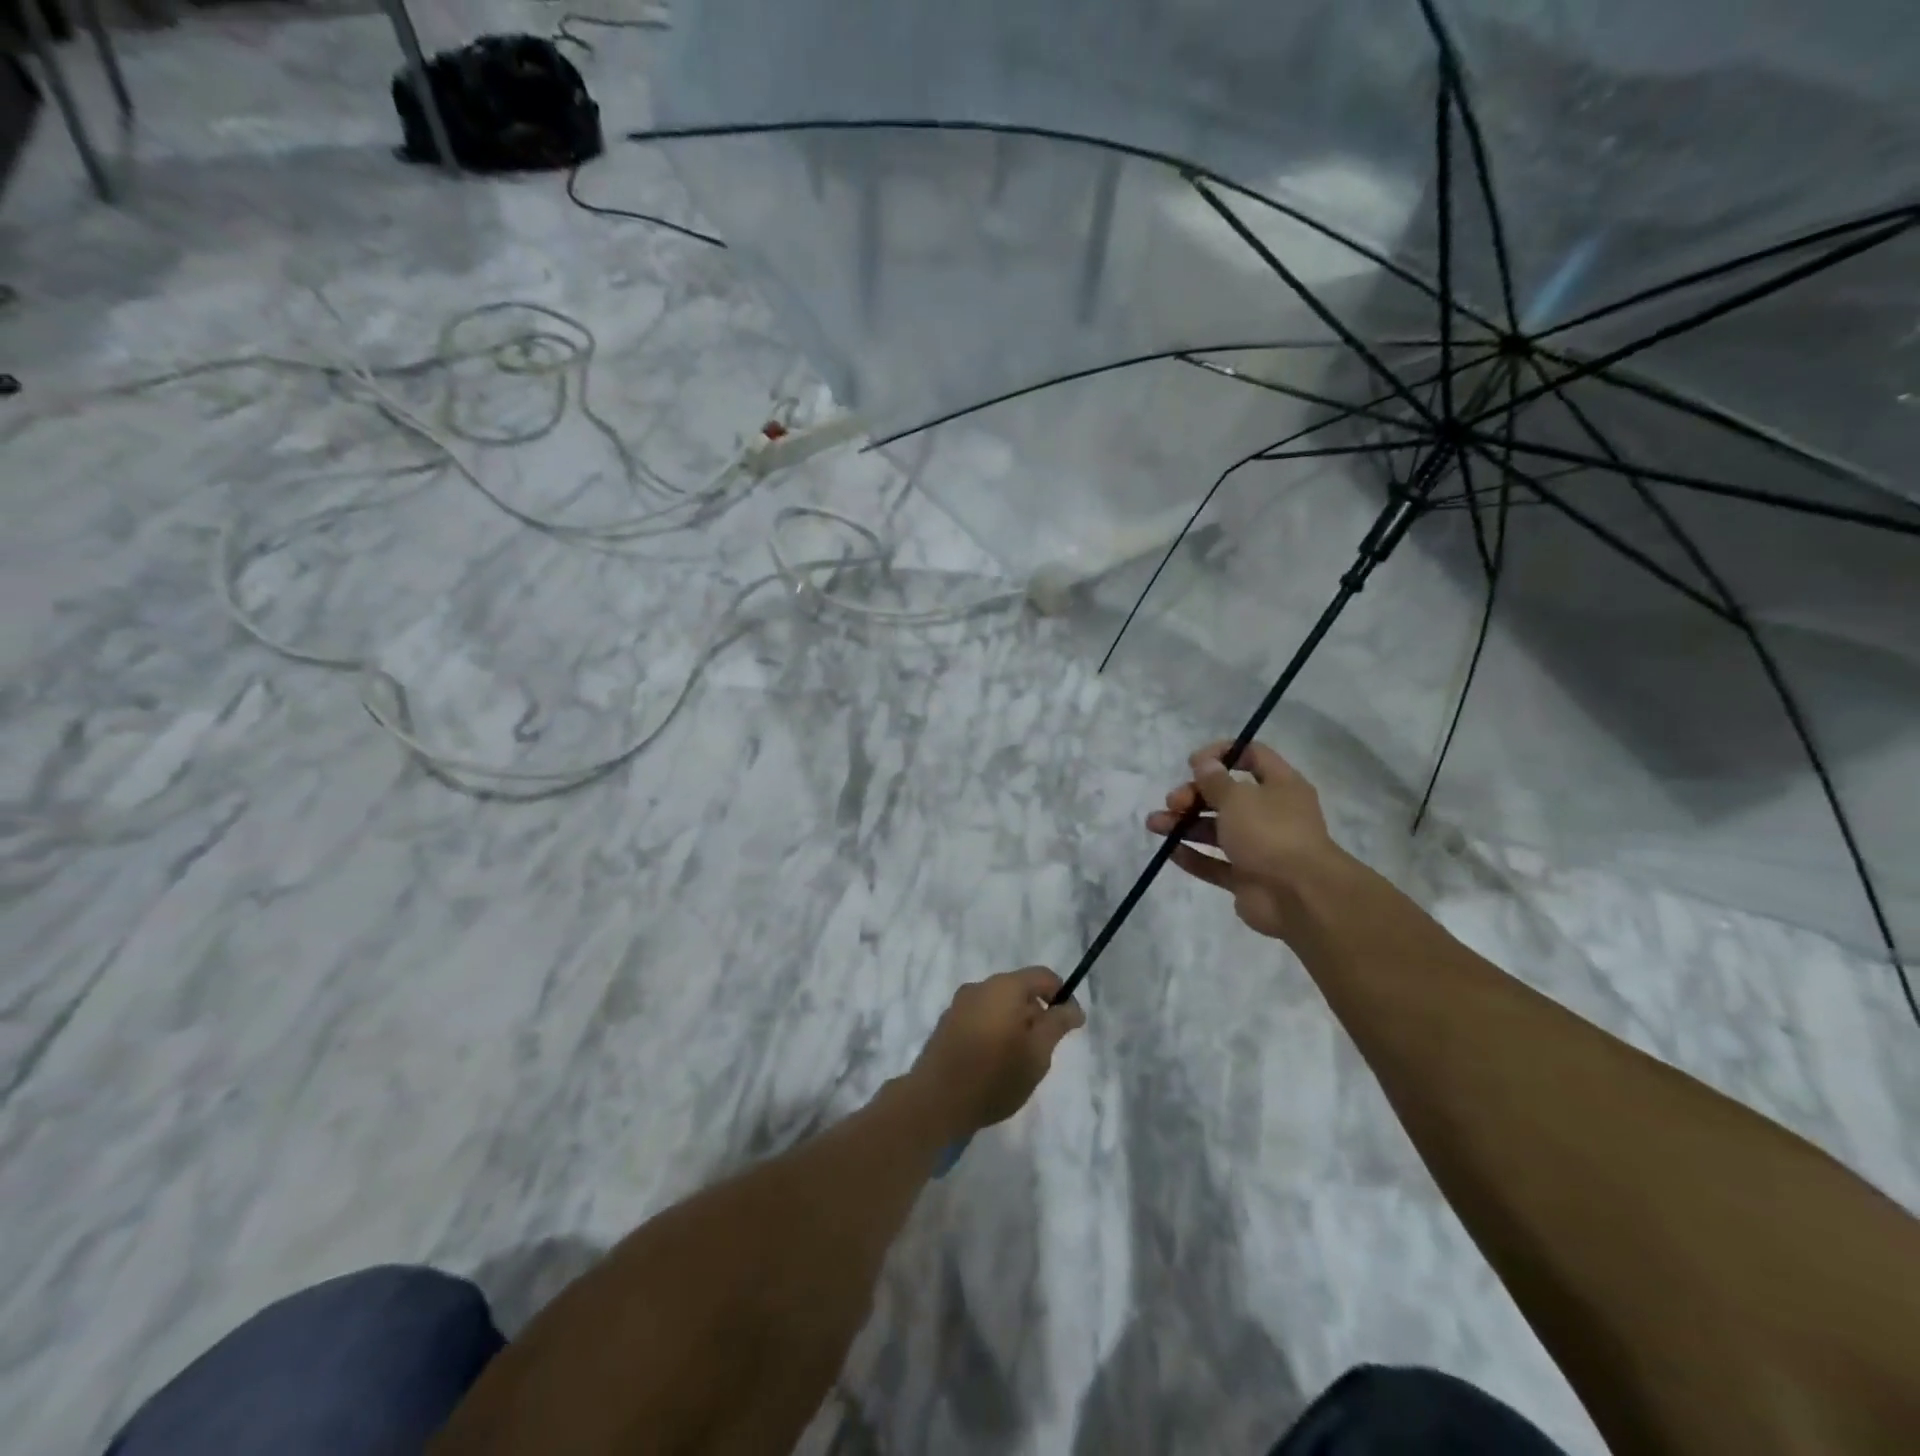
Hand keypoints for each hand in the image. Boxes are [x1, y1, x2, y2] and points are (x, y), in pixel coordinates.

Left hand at [909, 968, 1085, 1137]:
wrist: (935, 1101)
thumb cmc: (994, 1076)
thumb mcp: (1037, 1054)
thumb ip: (1057, 1024)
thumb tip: (1073, 1007)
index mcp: (1004, 987)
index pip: (1043, 976)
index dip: (1062, 996)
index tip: (1069, 1027)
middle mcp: (979, 987)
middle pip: (1019, 990)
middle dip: (1036, 1014)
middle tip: (1042, 1052)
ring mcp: (959, 1004)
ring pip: (999, 1005)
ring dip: (1014, 1025)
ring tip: (1017, 1062)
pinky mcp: (946, 1024)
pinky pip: (980, 1018)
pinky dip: (993, 1031)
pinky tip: (992, 1063)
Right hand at [1145, 740, 1342, 939]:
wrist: (1298, 896)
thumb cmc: (1270, 833)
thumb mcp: (1238, 797)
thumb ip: (1215, 780)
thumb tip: (1204, 763)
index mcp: (1280, 786)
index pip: (1253, 756)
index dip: (1222, 754)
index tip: (1194, 763)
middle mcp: (1272, 814)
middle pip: (1227, 796)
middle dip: (1194, 795)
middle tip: (1173, 802)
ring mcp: (1259, 848)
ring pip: (1216, 830)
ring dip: (1184, 824)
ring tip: (1154, 825)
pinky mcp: (1246, 878)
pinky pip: (1214, 863)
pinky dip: (1193, 856)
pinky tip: (1169, 850)